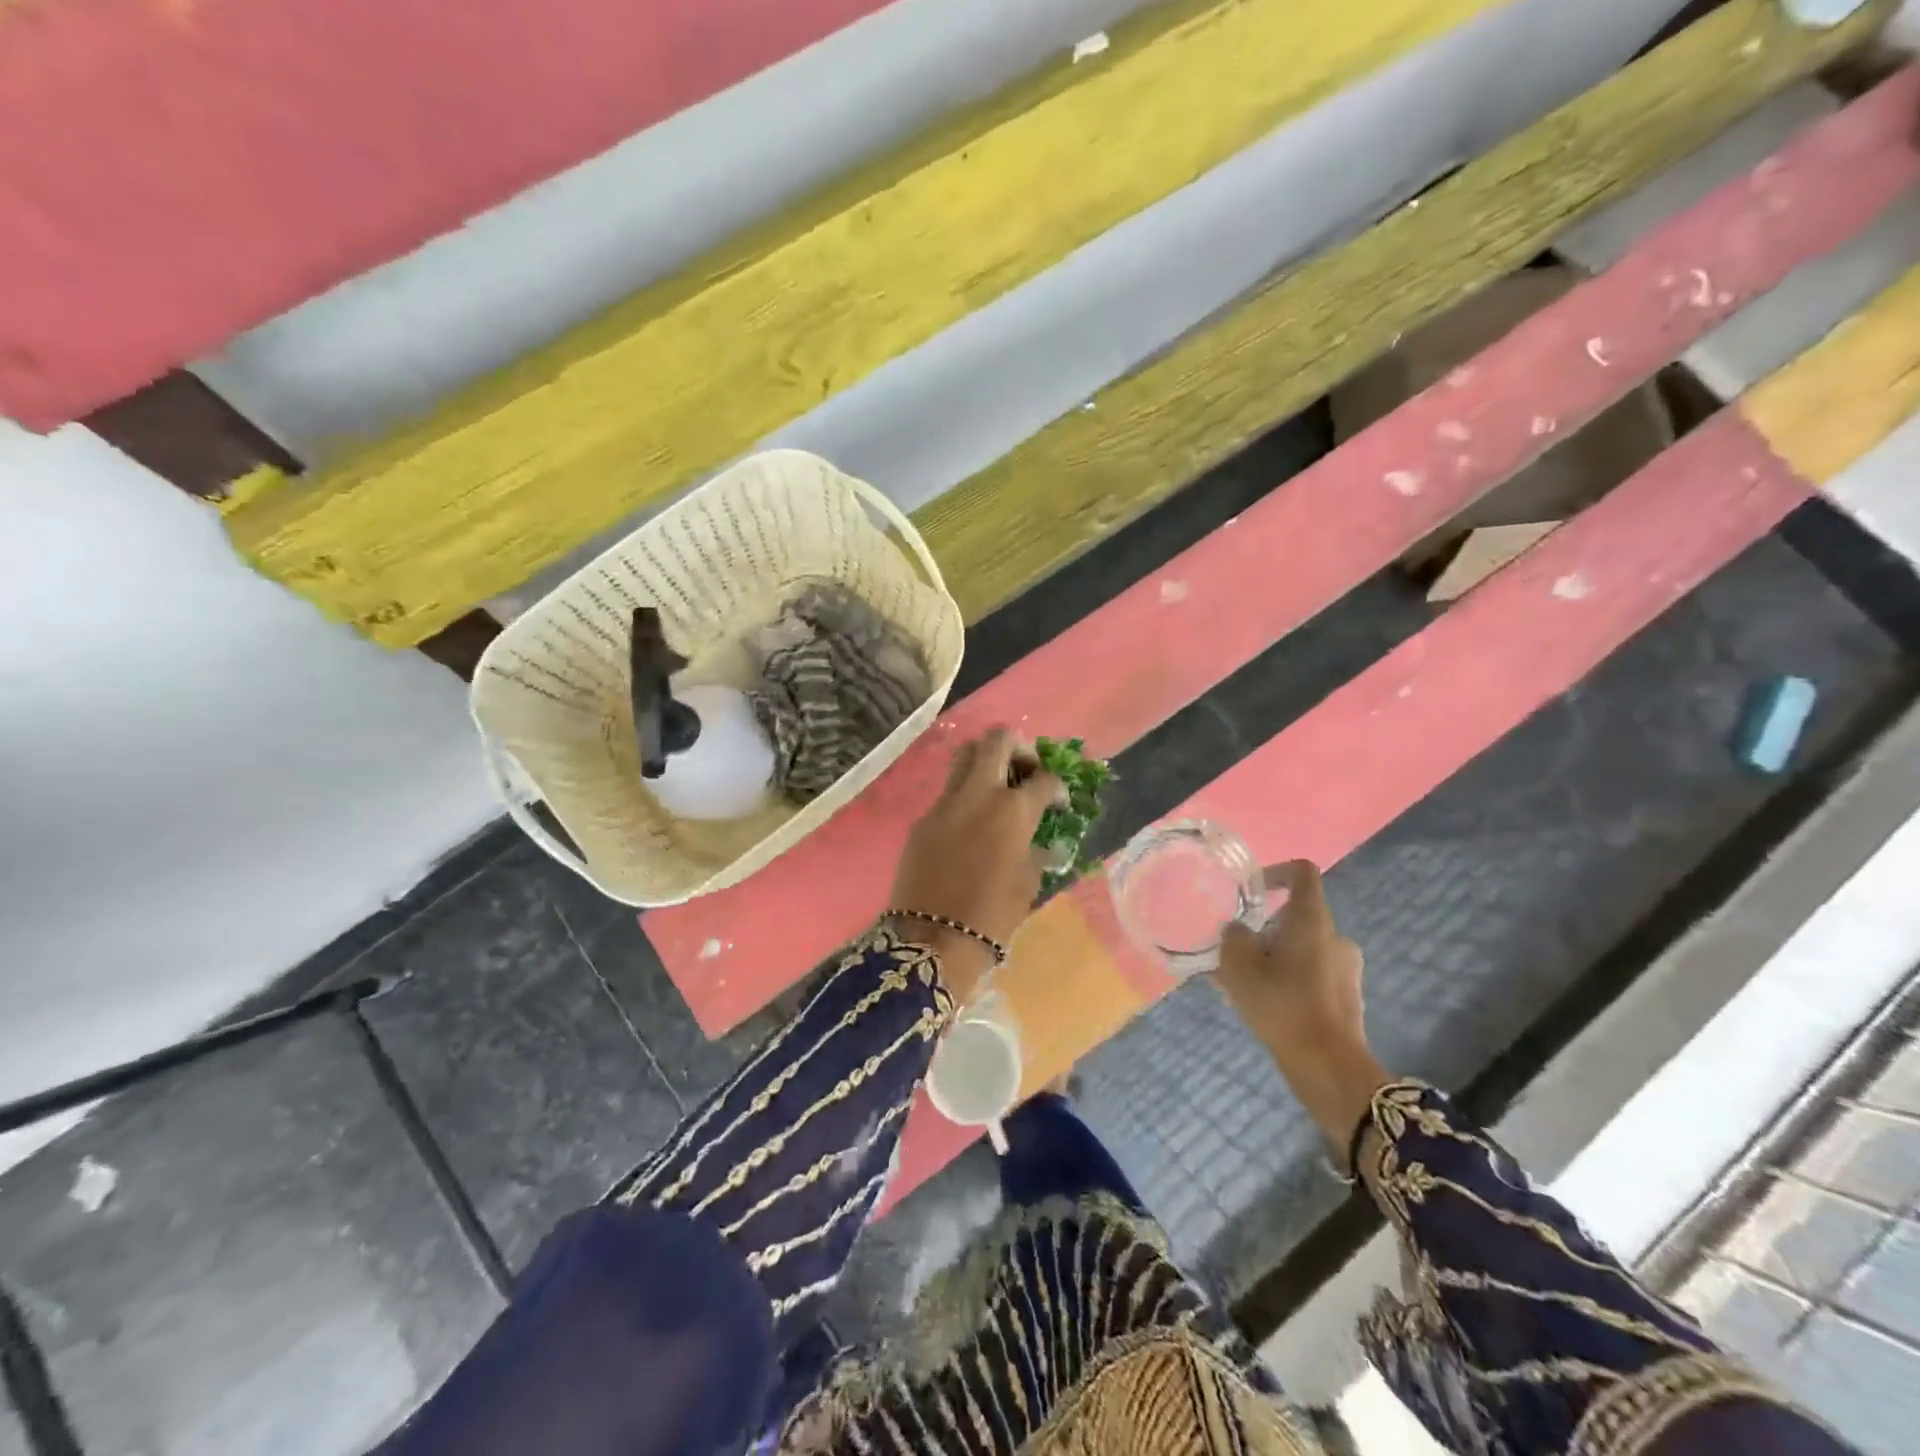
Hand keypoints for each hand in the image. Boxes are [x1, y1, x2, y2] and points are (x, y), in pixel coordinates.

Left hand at [889, 729, 1063, 999]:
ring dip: (986, 761)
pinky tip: (972, 823)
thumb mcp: (1028, 884)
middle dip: (1018, 749)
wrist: (931, 940)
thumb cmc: (991, 917)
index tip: (1058, 802)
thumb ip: (1037, 852)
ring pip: (966, 755)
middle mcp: (979, 794)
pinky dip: (965, 794)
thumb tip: (1040, 840)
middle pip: (998, 741)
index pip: (1044, 778)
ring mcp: (946, 802)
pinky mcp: (924, 818)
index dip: (1058, 787)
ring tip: (998, 788)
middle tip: (1026, 772)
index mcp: (1014, 810)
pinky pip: (948, 791)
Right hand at [1214, 861, 1389, 1146]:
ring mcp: (1346, 969)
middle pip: (1296, 917)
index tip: (1252, 890)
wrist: (1328, 1067)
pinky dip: (1287, 981)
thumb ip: (1233, 937)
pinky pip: (1310, 976)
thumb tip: (1239, 931)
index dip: (1276, 872)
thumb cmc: (1282, 1005)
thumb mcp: (1238, 965)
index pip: (1302, 873)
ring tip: (1240, 984)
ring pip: (1301, 950)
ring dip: (1272, 959)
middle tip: (1234, 952)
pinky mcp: (1347, 998)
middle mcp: (1335, 937)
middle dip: (1263, 930)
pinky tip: (1262, 1006)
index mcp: (1312, 920)